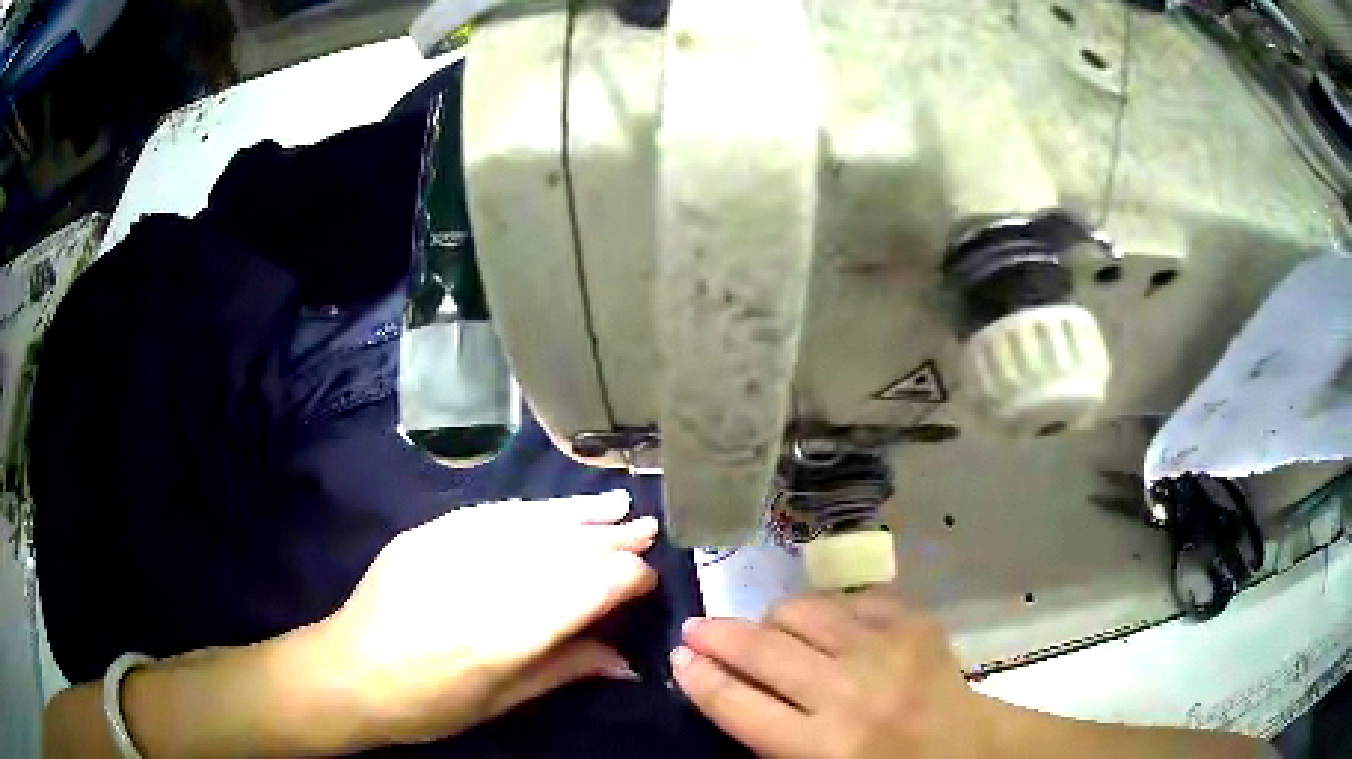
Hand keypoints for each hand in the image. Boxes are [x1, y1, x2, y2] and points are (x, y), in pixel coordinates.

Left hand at [319, 491, 658, 745]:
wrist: (347, 672)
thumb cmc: (426, 705)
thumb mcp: (500, 702)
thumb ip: (565, 669)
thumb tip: (627, 660)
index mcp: (504, 636)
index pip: (584, 590)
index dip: (624, 579)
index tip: (648, 580)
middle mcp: (482, 583)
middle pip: (561, 551)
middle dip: (611, 540)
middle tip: (648, 529)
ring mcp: (449, 550)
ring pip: (529, 523)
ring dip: (577, 514)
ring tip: (617, 505)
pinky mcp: (427, 533)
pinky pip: (490, 514)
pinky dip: (531, 511)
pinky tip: (555, 509)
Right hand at [672, 590, 996, 758]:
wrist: (970, 748)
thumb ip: (769, 738)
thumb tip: (726, 689)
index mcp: (823, 747)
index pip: (739, 704)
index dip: (700, 677)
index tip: (679, 658)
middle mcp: (850, 692)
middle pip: (761, 649)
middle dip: (715, 634)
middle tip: (695, 628)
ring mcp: (886, 648)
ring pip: (802, 610)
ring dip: (772, 619)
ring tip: (768, 631)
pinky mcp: (913, 621)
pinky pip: (850, 599)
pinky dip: (829, 611)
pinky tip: (829, 627)